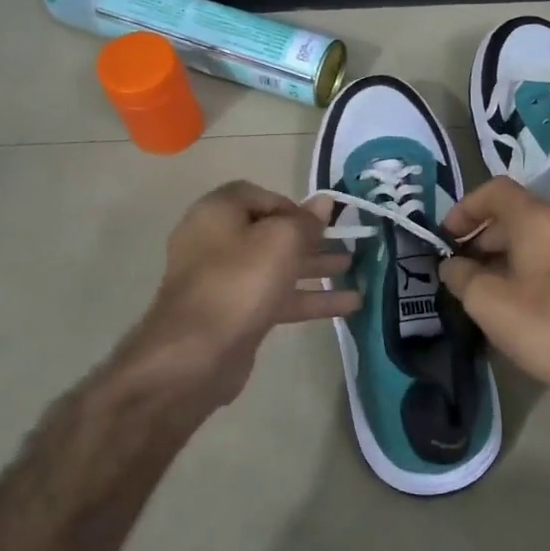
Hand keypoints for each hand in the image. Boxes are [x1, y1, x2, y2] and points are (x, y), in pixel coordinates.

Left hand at [119, 182, 358, 416]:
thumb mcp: (281, 242)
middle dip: (311, 239)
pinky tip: (349, 305)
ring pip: (277, 267)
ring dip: (315, 268)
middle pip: (270, 233)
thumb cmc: (239, 282)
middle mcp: (216, 242)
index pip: (257, 196)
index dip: (291, 205)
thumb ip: (306, 221)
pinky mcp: (236, 315)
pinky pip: (276, 298)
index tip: (320, 221)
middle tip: (348, 243)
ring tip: (355, 270)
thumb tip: (323, 201)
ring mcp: (224, 281)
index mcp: (217, 213)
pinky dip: (308, 298)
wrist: (195, 354)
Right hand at [439, 177, 549, 413]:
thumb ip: (462, 277)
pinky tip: (530, 303)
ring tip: (494, 290)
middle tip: (466, 271)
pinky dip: (540, 268)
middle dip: (487, 238)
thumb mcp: (489, 305)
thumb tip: (452, 265)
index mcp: (541, 219)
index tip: (448, 237)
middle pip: (520, 214)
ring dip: (513, 256)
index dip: (465, 208)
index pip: (496, 191)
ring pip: (544, 237)